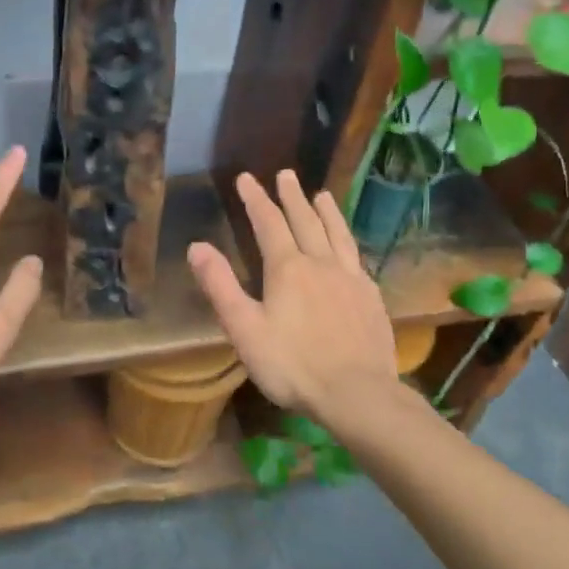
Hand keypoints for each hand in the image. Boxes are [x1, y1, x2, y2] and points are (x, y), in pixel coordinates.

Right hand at [187, 170, 395, 424]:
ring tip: (322, 194)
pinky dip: (348, 242)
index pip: (268, 224)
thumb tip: (197, 246)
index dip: (256, 199)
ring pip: (337, 234)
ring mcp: (351, 279)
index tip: (247, 178)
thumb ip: (221, 286)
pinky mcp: (371, 298)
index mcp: (288, 269)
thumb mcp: (245, 329)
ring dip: (327, 212)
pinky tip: (349, 247)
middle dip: (292, 197)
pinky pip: (358, 258)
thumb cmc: (293, 365)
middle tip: (286, 174)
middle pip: (305, 221)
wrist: (357, 394)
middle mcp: (321, 263)